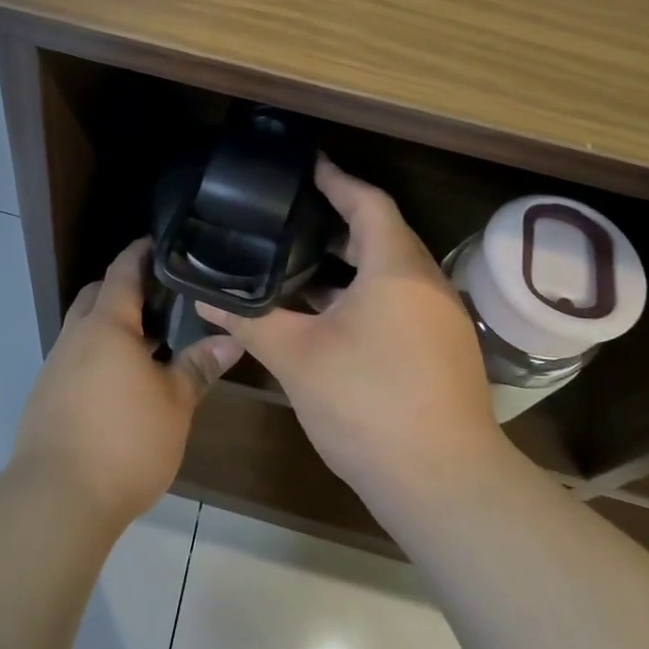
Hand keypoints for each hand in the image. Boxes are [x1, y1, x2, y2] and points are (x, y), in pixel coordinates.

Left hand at [10, 239, 243, 530]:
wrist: (57, 499)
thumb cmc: (125, 441)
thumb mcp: (174, 404)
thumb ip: (199, 367)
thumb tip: (230, 340)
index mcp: (106, 325)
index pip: (122, 271)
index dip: (140, 253)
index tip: (160, 242)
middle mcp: (75, 337)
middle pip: (96, 295)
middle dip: (123, 288)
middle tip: (161, 297)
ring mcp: (56, 366)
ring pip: (84, 329)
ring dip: (111, 326)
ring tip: (149, 342)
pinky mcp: (46, 397)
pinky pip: (75, 358)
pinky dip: (98, 355)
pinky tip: (122, 382)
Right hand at [198, 158, 505, 517]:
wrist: (442, 483)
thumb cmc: (367, 404)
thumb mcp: (297, 358)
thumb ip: (250, 321)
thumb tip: (204, 300)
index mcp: (396, 268)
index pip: (368, 202)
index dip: (336, 179)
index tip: (306, 165)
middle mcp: (427, 283)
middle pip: (383, 233)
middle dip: (339, 219)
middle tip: (292, 215)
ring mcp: (441, 317)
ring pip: (392, 270)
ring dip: (351, 260)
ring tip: (301, 260)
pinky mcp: (443, 348)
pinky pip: (401, 298)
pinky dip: (366, 291)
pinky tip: (329, 313)